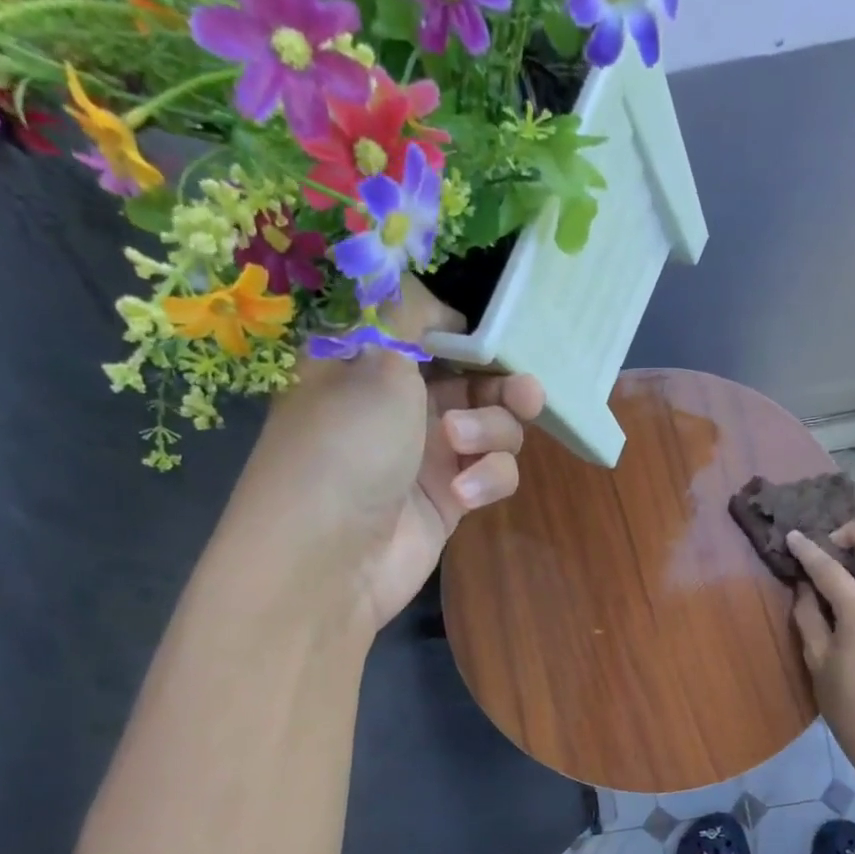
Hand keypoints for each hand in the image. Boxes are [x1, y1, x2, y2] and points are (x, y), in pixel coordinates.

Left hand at [228, 277, 545, 632]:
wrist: (328, 561)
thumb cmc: (344, 447)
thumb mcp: (373, 362)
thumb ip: (409, 316)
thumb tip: (429, 292)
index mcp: (367, 363)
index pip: (426, 330)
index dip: (465, 332)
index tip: (494, 337)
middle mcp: (399, 404)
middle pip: (473, 380)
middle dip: (502, 385)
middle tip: (527, 393)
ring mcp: (427, 454)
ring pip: (491, 426)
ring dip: (491, 431)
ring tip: (463, 445)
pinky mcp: (451, 497)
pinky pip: (492, 471)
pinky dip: (488, 477)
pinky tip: (465, 493)